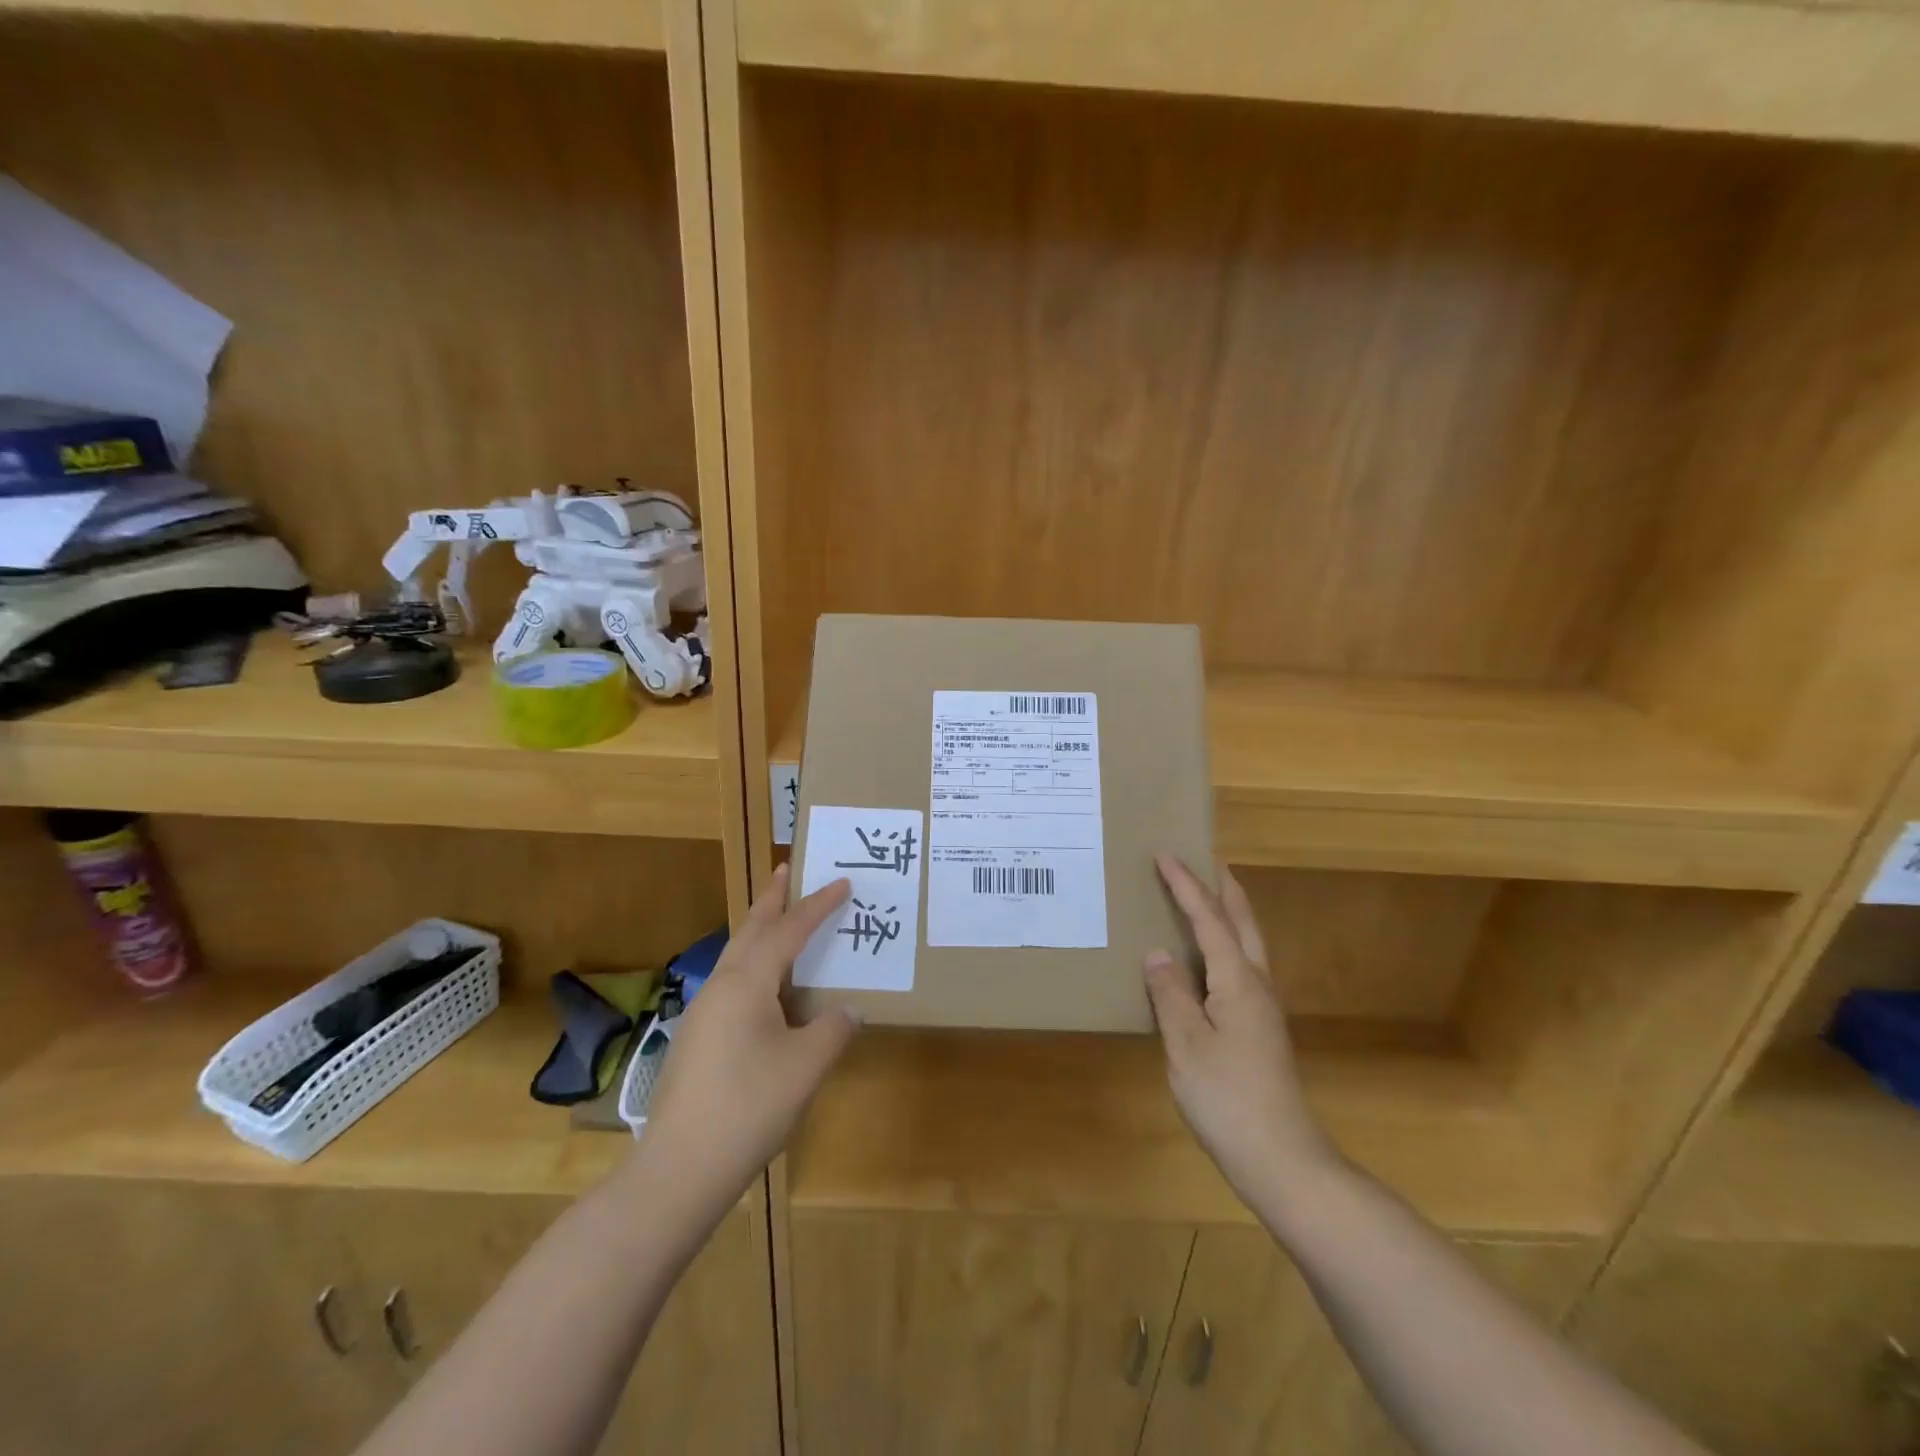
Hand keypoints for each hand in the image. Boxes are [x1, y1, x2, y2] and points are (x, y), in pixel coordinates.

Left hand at [637, 865, 860, 1217]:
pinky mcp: (697, 1039)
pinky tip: (765, 989)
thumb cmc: (749, 1108)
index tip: (842, 883)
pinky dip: (753, 965)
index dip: (817, 906)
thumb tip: (847, 1010)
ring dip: (759, 931)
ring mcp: (702, 1013)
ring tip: (779, 919)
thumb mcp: (806, 1066)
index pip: (789, 931)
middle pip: (750, 930)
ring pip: (736, 956)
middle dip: (771, 899)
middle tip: (785, 870)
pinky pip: (731, 983)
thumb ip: (833, 1029)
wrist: (679, 1170)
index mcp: (747, 983)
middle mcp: (720, 987)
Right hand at [1144, 855, 1334, 1205]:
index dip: (1186, 885)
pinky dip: (1228, 944)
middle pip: (1243, 923)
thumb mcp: (1186, 1044)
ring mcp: (1264, 1009)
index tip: (1165, 855)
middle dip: (1224, 889)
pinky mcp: (1261, 1030)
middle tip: (1206, 861)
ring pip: (1249, 945)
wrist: (1282, 1160)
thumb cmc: (1228, 1098)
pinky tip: (1211, 961)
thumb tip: (1158, 953)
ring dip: (1230, 914)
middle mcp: (1257, 986)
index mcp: (1238, 981)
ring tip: (1208, 898)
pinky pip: (1243, 967)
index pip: (1209, 919)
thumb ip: (1170, 994)